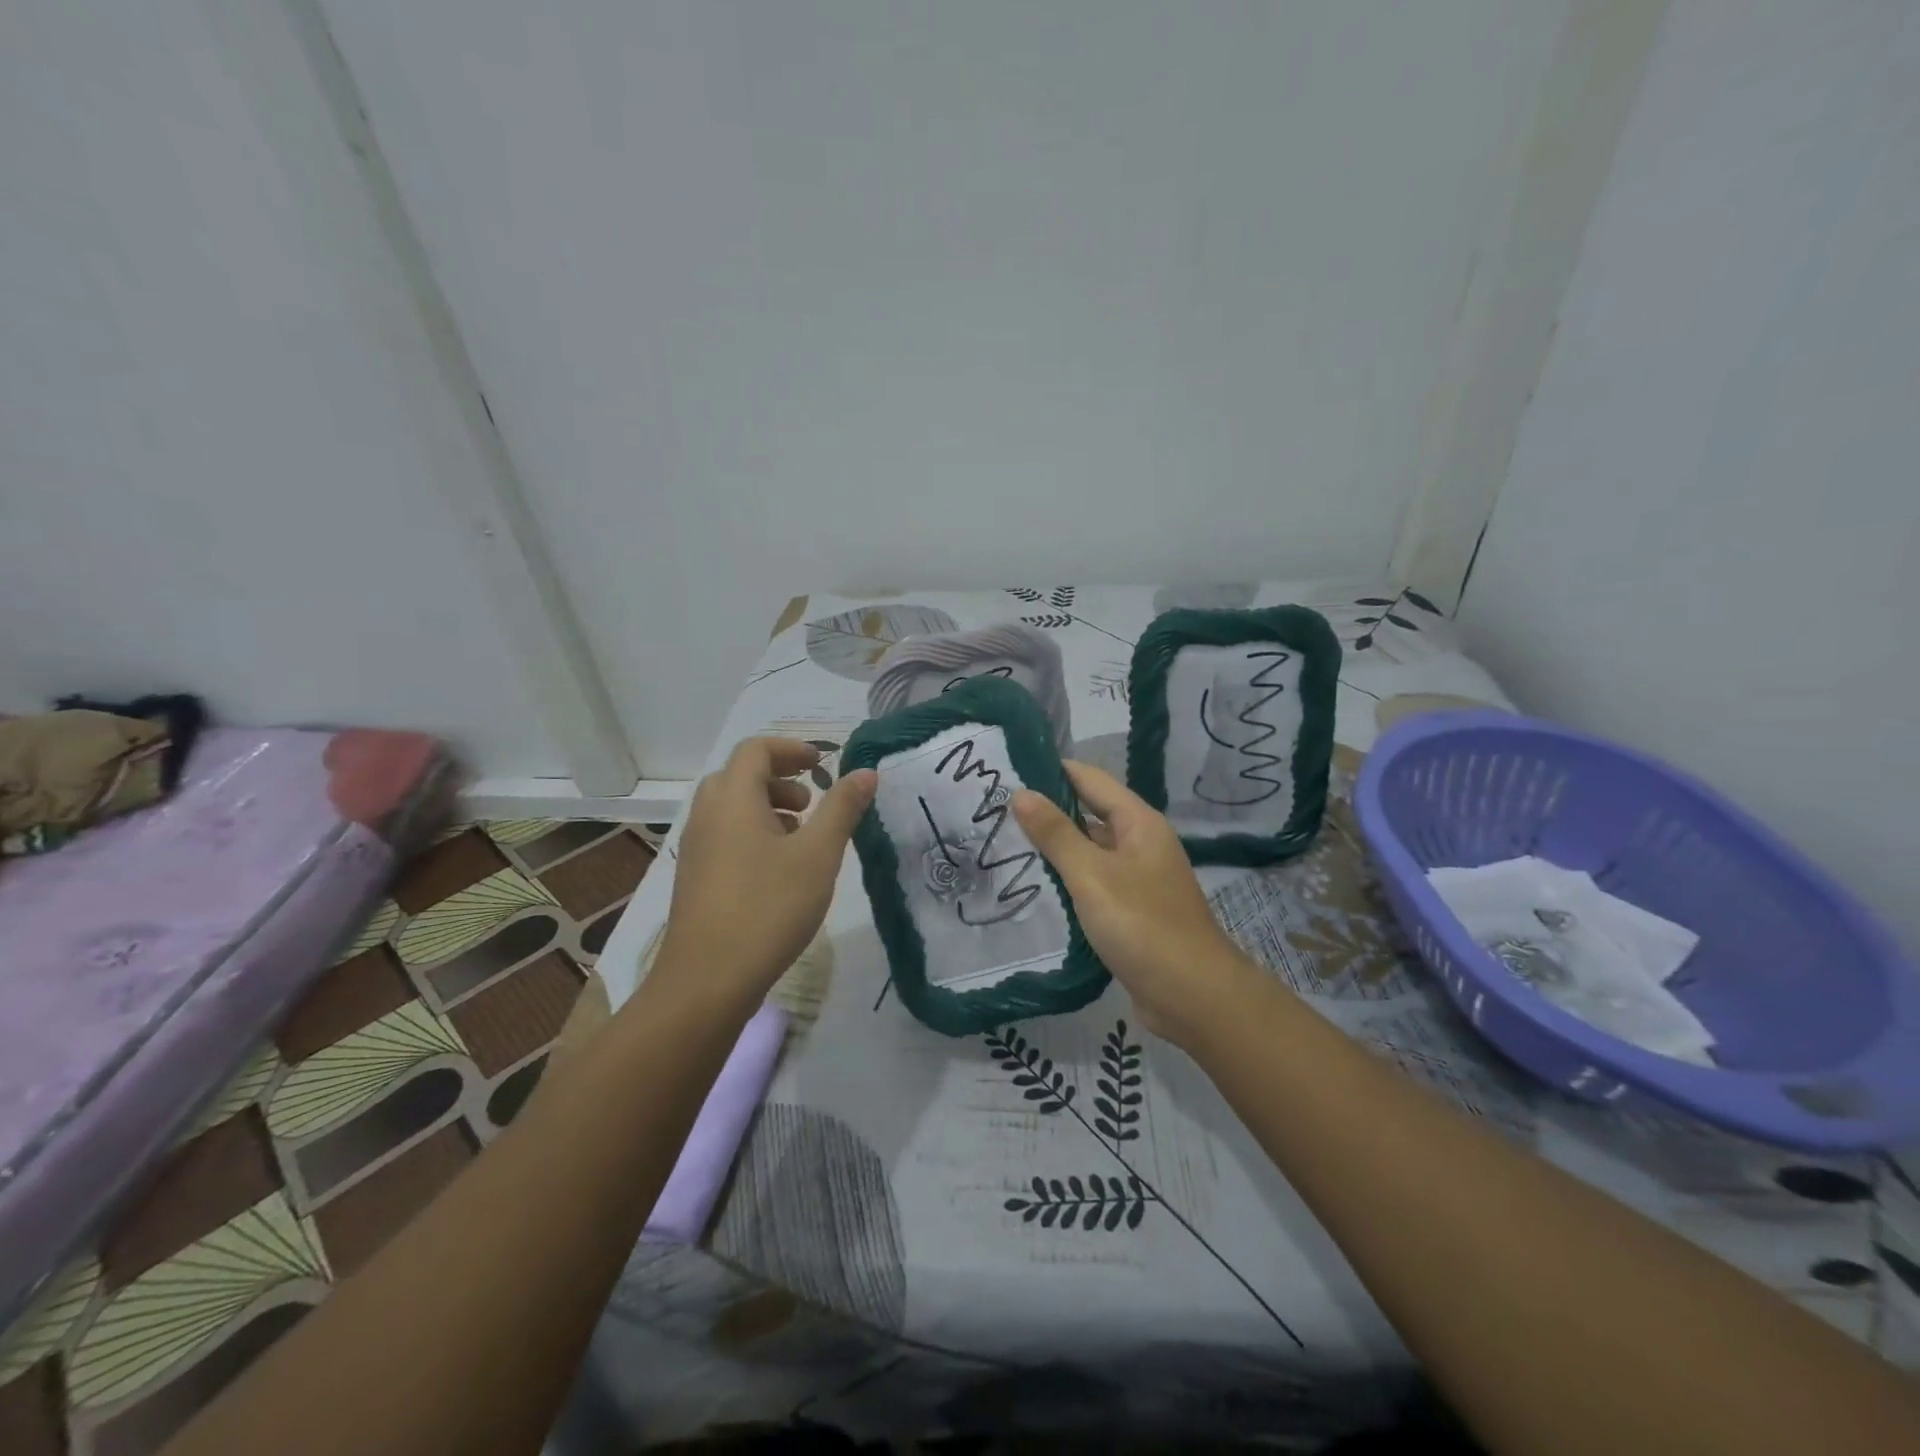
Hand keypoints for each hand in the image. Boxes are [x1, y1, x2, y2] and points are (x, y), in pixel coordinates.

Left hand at [657, 737, 875, 1001]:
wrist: (707, 980)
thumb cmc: (768, 907)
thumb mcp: (818, 855)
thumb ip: (842, 808)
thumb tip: (865, 772)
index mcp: (733, 799)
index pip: (755, 750)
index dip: (791, 749)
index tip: (823, 763)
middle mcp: (707, 815)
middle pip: (739, 775)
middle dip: (779, 778)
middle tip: (811, 801)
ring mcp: (697, 848)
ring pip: (731, 808)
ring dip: (767, 807)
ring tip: (801, 836)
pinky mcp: (695, 878)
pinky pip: (724, 835)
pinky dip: (753, 833)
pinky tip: (779, 870)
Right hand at [1012, 760, 1257, 1045]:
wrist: (1192, 996)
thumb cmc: (1142, 925)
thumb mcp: (1092, 874)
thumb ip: (1056, 834)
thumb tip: (1021, 793)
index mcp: (1138, 823)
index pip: (1089, 779)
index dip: (1052, 771)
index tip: (1008, 770)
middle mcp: (1140, 843)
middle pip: (1089, 814)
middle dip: (1047, 811)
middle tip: (995, 811)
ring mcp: (1137, 879)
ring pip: (1089, 852)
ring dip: (1054, 848)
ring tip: (1004, 844)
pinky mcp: (1130, 911)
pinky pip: (1092, 883)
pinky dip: (1066, 880)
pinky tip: (1034, 886)